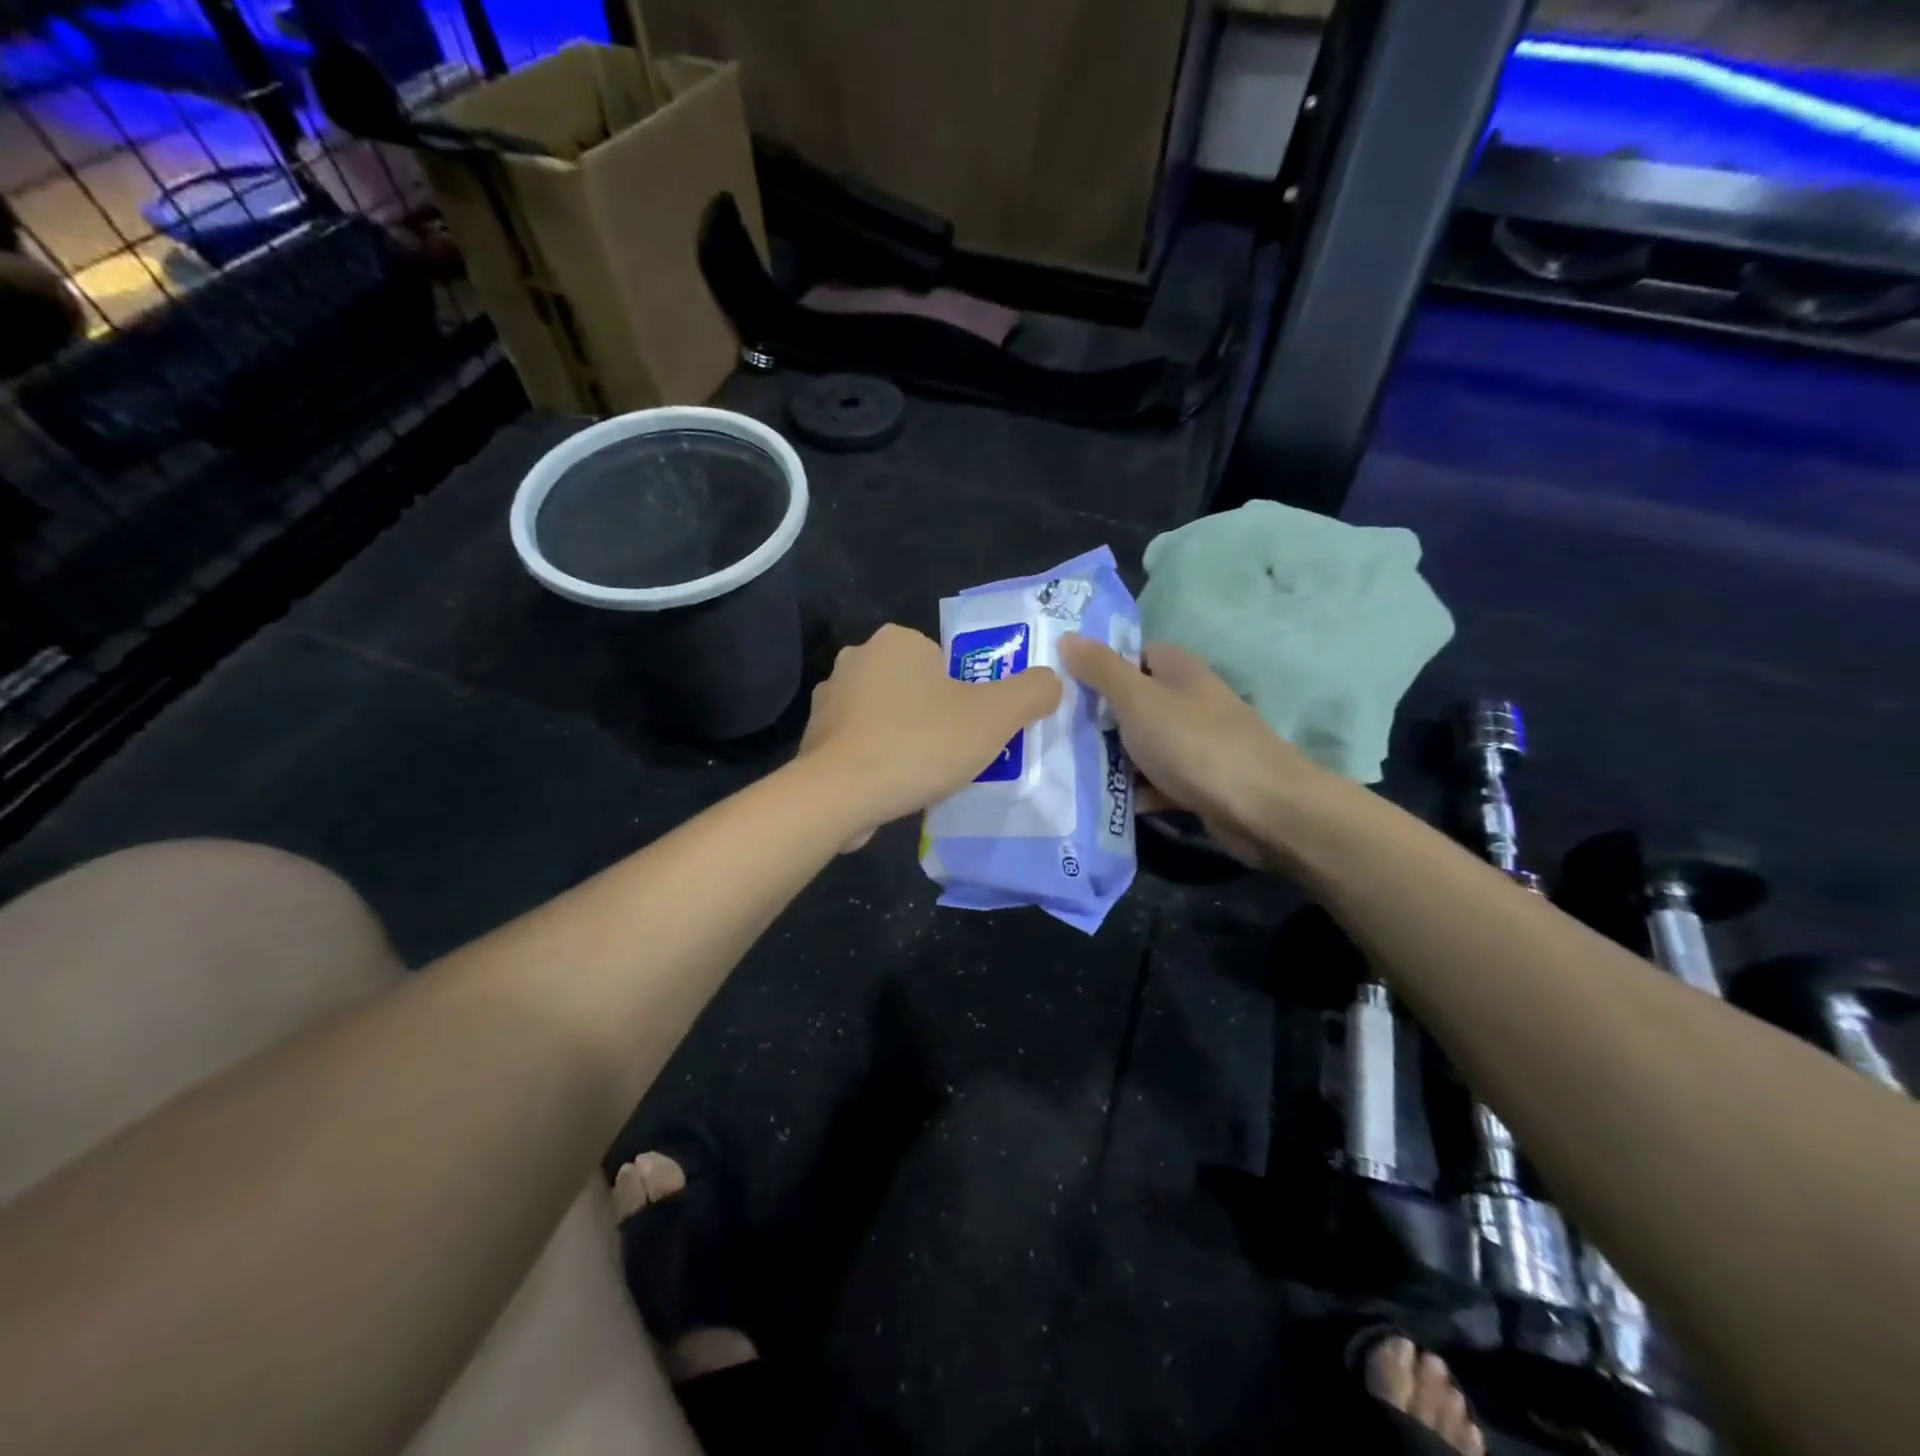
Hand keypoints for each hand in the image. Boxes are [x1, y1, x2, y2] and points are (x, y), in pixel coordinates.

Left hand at [799, 624, 1061, 847]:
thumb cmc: (920, 743)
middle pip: (916, 688)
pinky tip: (889, 787)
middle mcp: (856, 659)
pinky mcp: (813, 739)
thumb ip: (1032, 691)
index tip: (969, 730)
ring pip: (886, 717)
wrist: (840, 794)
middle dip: (934, 718)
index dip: (965, 697)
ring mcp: (828, 700)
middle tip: (952, 755)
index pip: (944, 661)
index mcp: (896, 640)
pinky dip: (876, 762)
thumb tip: (1051, 681)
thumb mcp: (995, 716)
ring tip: (922, 776)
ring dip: (904, 740)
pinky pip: (859, 745)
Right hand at [1057, 635, 1317, 866]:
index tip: (1061, 686)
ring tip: (1071, 770)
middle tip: (1056, 732)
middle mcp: (1189, 700)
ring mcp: (1197, 742)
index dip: (1098, 667)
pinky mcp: (1201, 781)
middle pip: (1134, 703)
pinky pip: (1159, 780)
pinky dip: (1139, 790)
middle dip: (1099, 719)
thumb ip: (1101, 669)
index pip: (1132, 655)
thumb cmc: (1194, 743)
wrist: (1262, 808)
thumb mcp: (1137, 699)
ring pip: (1144, 744)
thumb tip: (1067, 636)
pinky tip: (1112, 802)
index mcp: (1178, 670)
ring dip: (1115, 759)